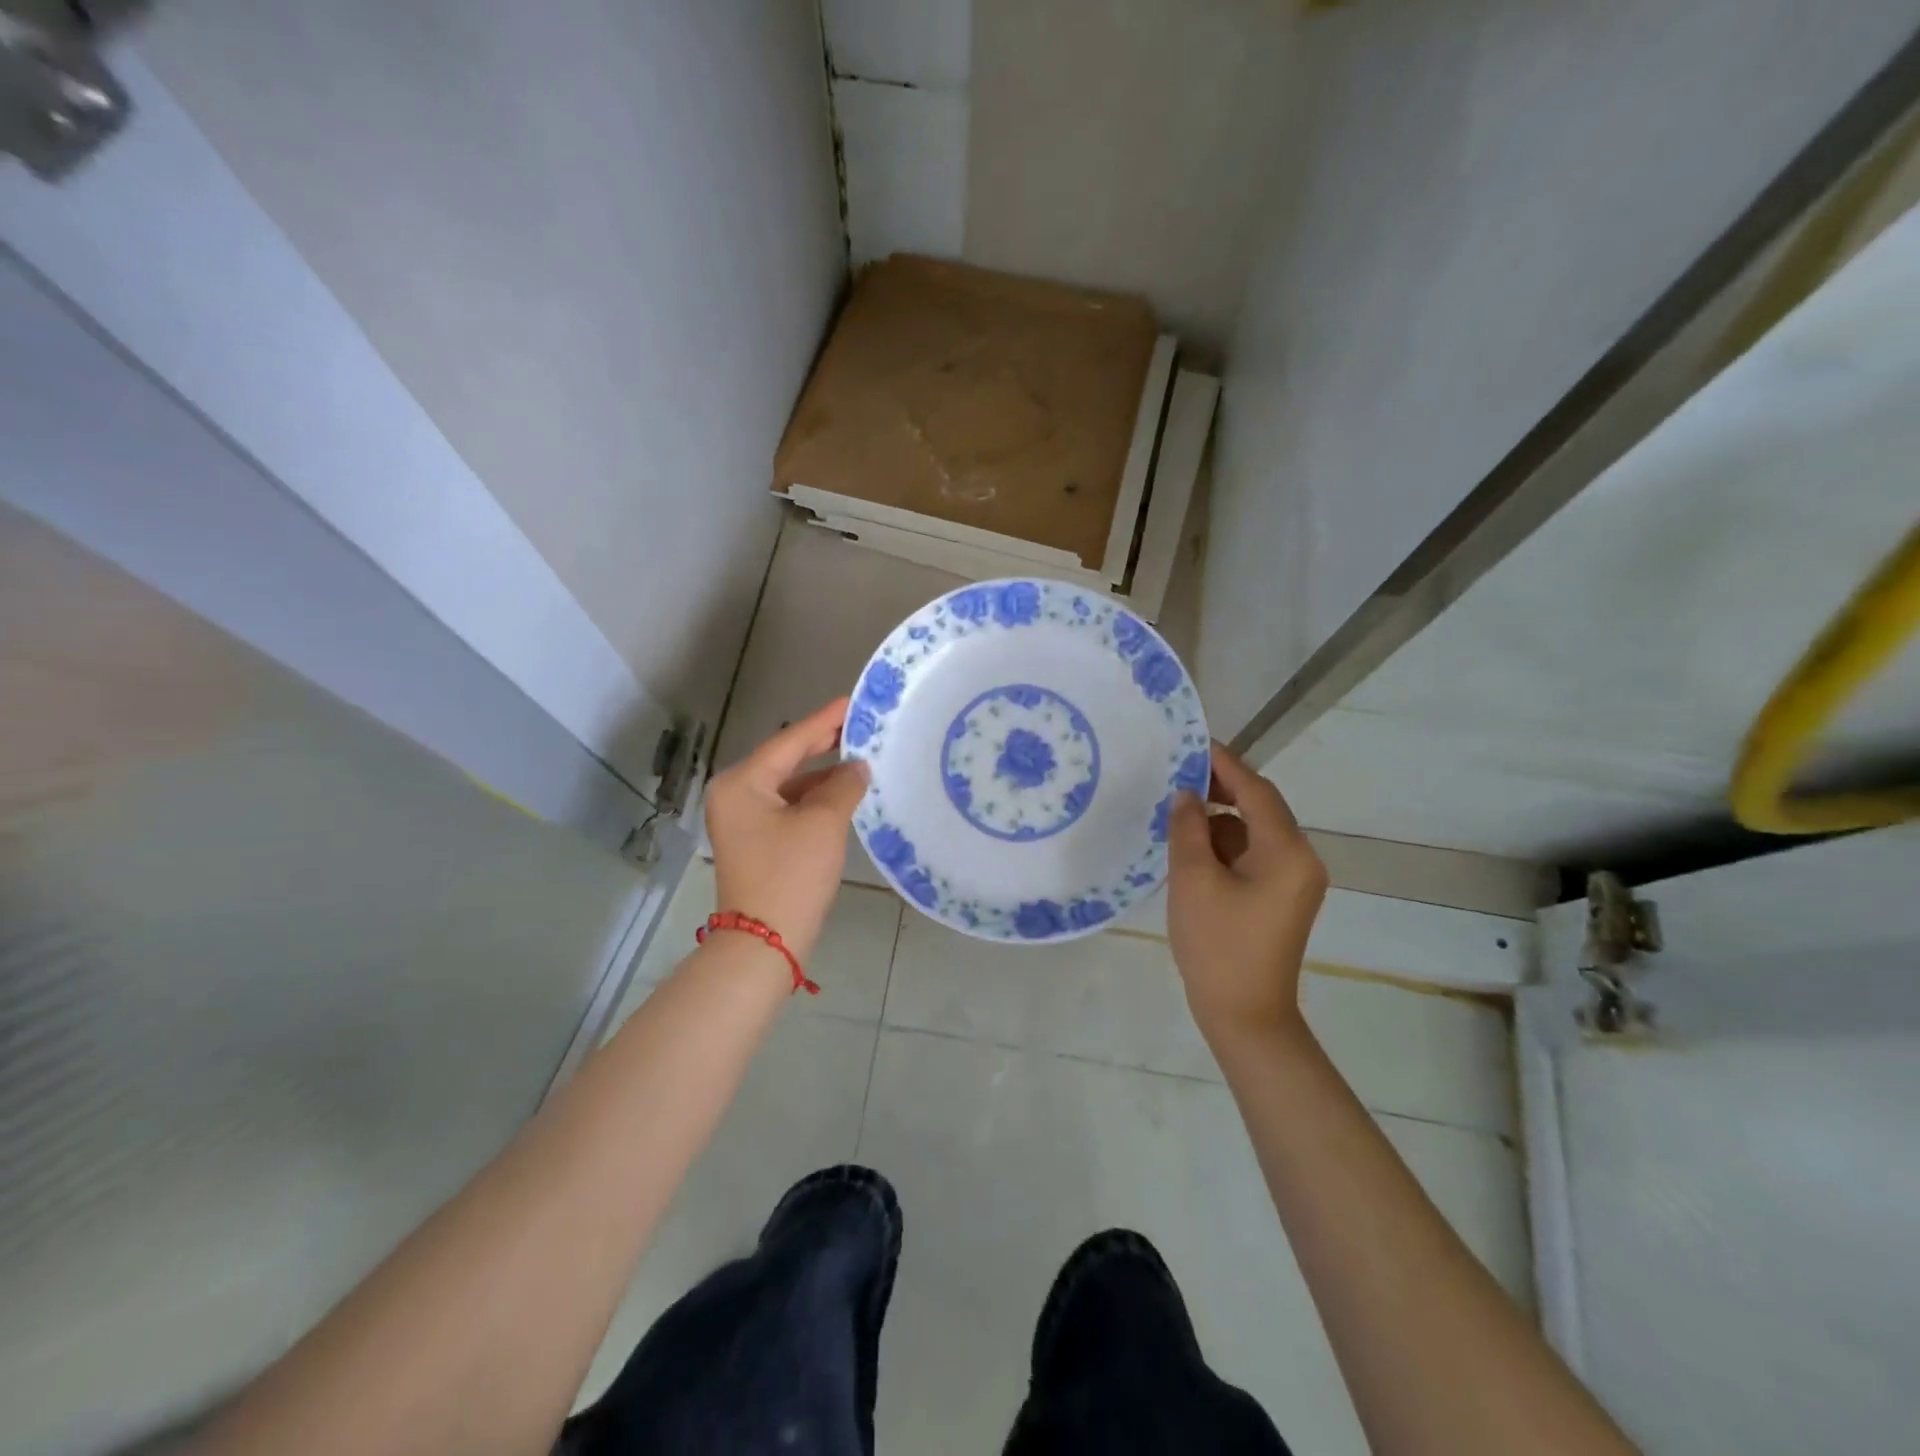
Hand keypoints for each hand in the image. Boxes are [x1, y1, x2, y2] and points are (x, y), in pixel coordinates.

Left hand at [704, 699, 869, 964]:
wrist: (765, 942)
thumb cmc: (791, 875)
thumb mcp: (823, 824)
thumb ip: (843, 786)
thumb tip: (857, 766)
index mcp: (742, 783)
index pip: (790, 741)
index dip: (825, 720)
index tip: (853, 701)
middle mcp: (735, 794)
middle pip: (785, 759)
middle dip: (823, 744)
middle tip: (860, 724)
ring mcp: (743, 819)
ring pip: (788, 784)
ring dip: (822, 774)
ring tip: (860, 757)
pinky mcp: (756, 840)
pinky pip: (787, 806)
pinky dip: (814, 799)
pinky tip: (842, 793)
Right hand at [1166, 743, 1327, 1044]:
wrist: (1244, 1016)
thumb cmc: (1218, 945)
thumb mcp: (1193, 880)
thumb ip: (1188, 829)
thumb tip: (1185, 796)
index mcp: (1287, 851)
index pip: (1256, 791)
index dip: (1225, 764)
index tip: (1193, 742)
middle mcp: (1300, 860)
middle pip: (1260, 808)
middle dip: (1220, 790)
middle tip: (1176, 775)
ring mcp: (1293, 881)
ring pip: (1253, 833)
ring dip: (1218, 821)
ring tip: (1176, 814)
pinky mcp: (1280, 899)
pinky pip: (1252, 856)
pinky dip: (1224, 846)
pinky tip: (1190, 848)